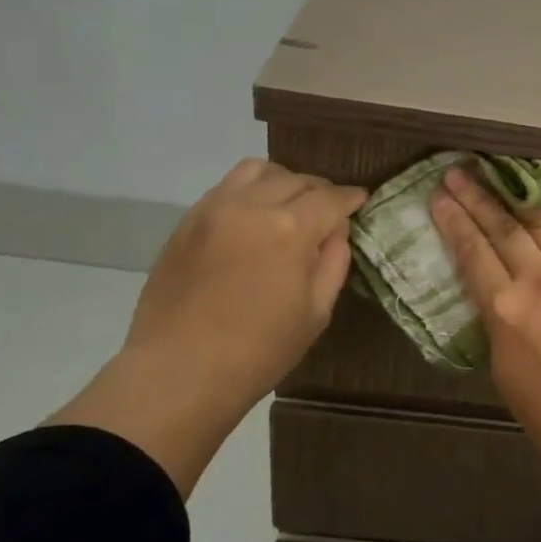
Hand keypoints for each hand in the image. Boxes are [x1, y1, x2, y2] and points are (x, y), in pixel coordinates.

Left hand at [51, 159, 365, 492]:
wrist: (180, 370)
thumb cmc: (259, 351)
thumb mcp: (316, 313)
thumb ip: (332, 263)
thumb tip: (335, 232)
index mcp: (290, 229)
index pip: (330, 198)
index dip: (350, 198)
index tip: (360, 200)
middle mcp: (252, 206)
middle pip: (296, 179)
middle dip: (320, 190)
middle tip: (329, 209)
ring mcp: (214, 209)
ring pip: (256, 171)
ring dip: (282, 181)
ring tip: (289, 203)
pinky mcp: (187, 221)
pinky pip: (225, 188)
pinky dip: (248, 191)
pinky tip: (253, 216)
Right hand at [429, 167, 540, 470]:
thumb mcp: (503, 369)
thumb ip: (499, 324)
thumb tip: (501, 299)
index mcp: (504, 307)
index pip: (472, 252)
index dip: (453, 221)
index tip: (440, 196)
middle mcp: (539, 280)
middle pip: (503, 229)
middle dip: (478, 198)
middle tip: (460, 173)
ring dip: (523, 201)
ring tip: (506, 178)